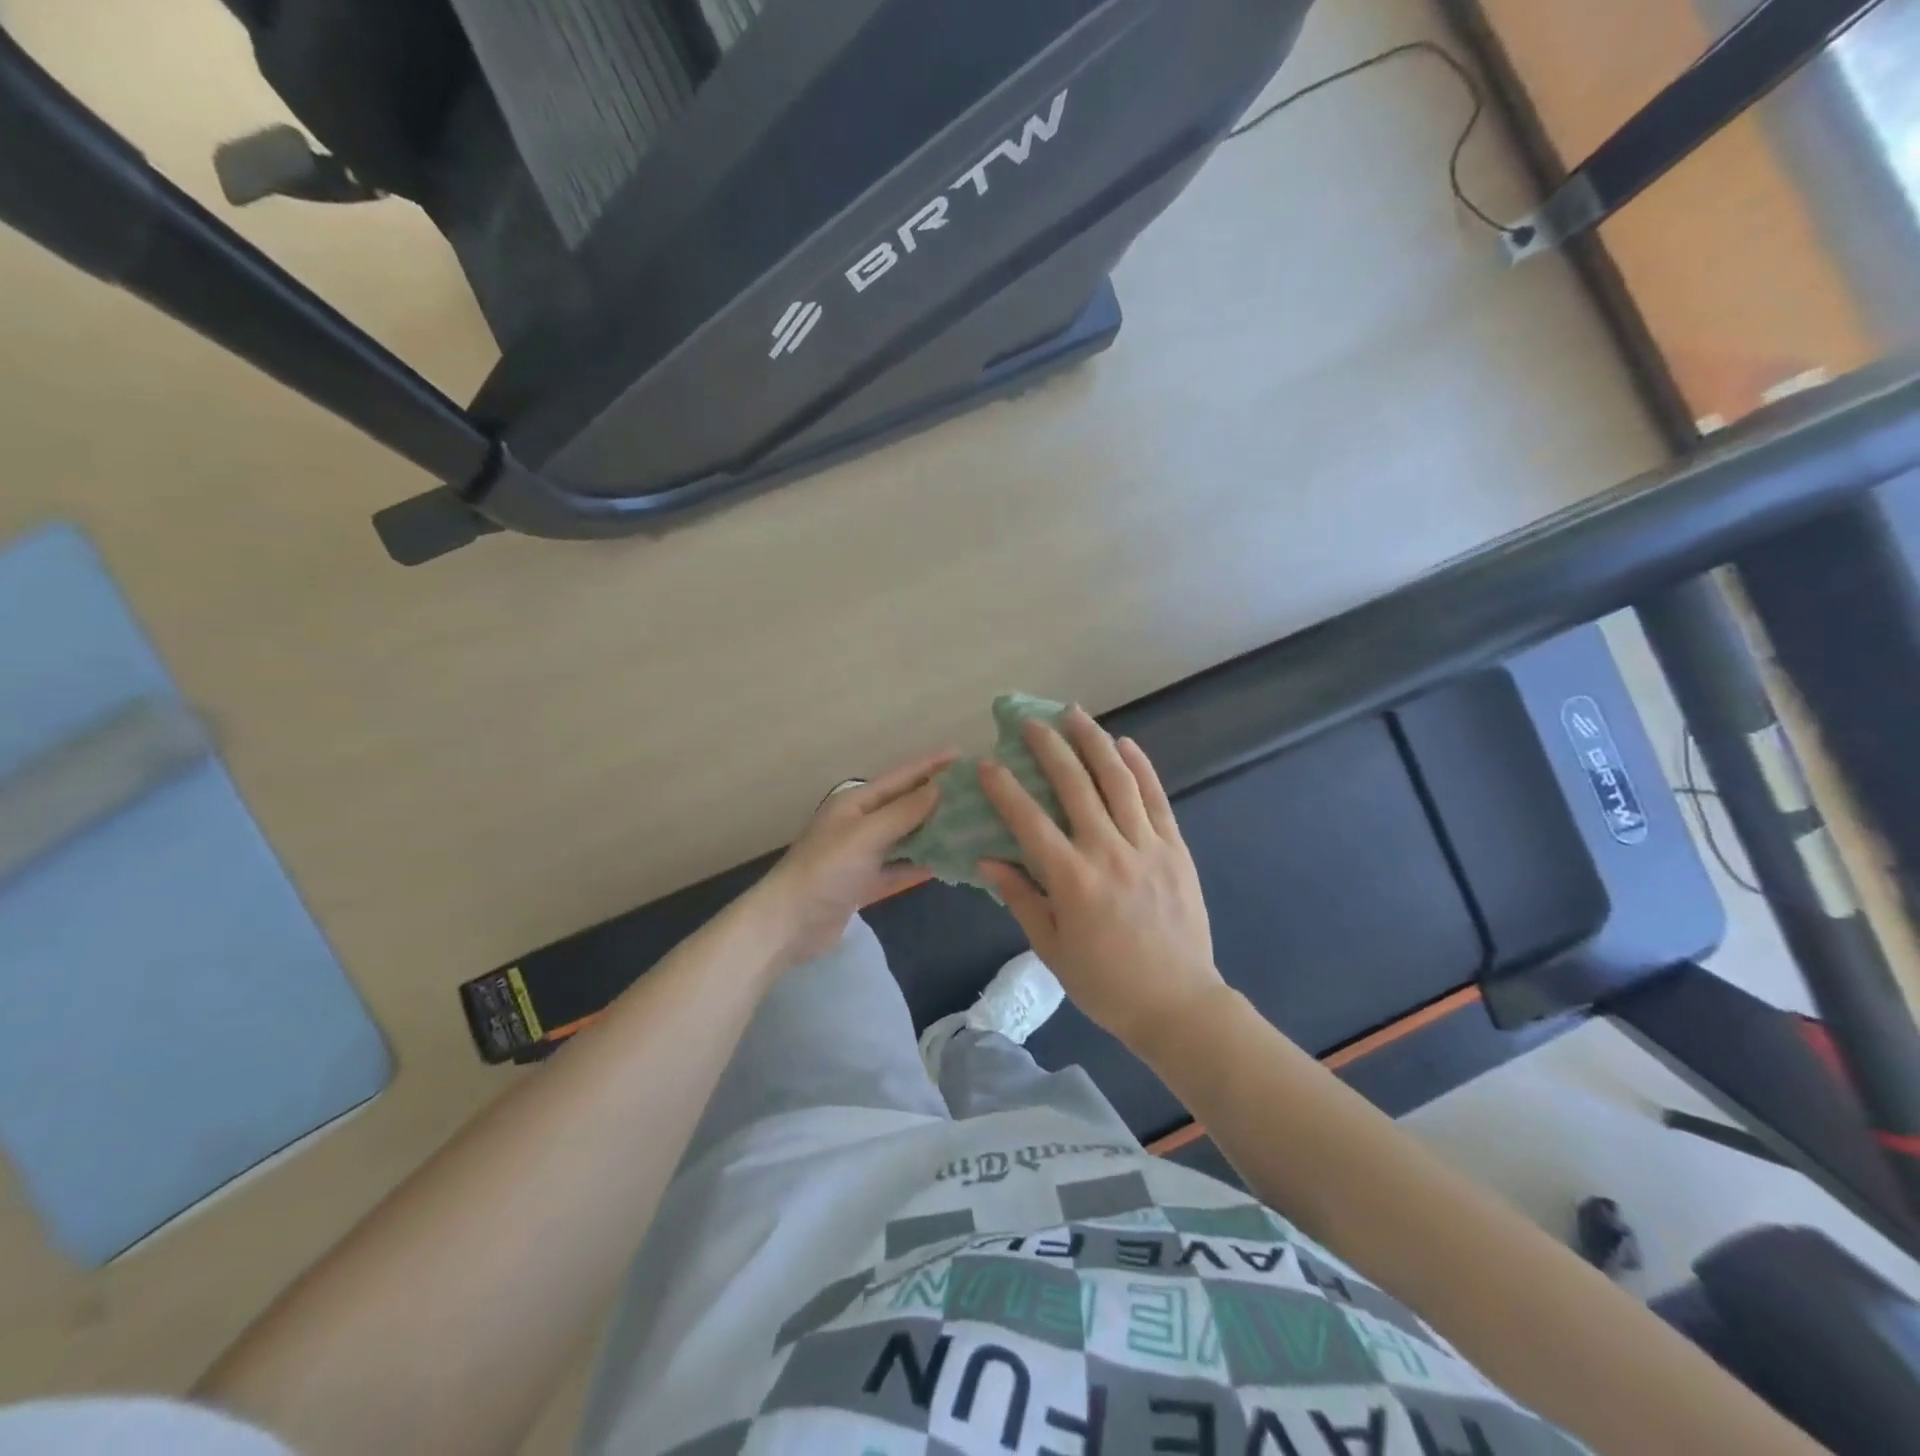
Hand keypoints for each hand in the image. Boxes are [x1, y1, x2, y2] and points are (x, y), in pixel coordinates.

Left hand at [754, 750, 954, 969]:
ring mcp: (861, 855)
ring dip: (932, 833)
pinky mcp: (863, 884)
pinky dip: (919, 866)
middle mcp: (859, 824)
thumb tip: (938, 788)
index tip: (961, 755)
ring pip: (904, 838)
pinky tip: (947, 864)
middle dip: (936, 799)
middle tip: (975, 794)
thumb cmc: (825, 870)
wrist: (788, 924)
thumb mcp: (865, 835)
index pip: (899, 778)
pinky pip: (898, 869)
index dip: (929, 765)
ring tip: (969, 827)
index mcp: (855, 803)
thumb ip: (903, 812)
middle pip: (904, 806)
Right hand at [978, 709, 1223, 1052]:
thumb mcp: (1052, 949)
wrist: (1178, 1004)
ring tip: (1075, 714)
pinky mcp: (1176, 849)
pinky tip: (1126, 744)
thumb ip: (1020, 898)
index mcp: (1072, 881)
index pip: (1029, 821)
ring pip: (1118, 781)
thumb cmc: (1106, 983)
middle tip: (1031, 722)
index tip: (987, 763)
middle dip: (1049, 748)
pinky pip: (1157, 799)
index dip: (1005, 788)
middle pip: (1075, 785)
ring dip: (1094, 742)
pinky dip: (1141, 768)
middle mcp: (1108, 852)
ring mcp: (1147, 847)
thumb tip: (988, 859)